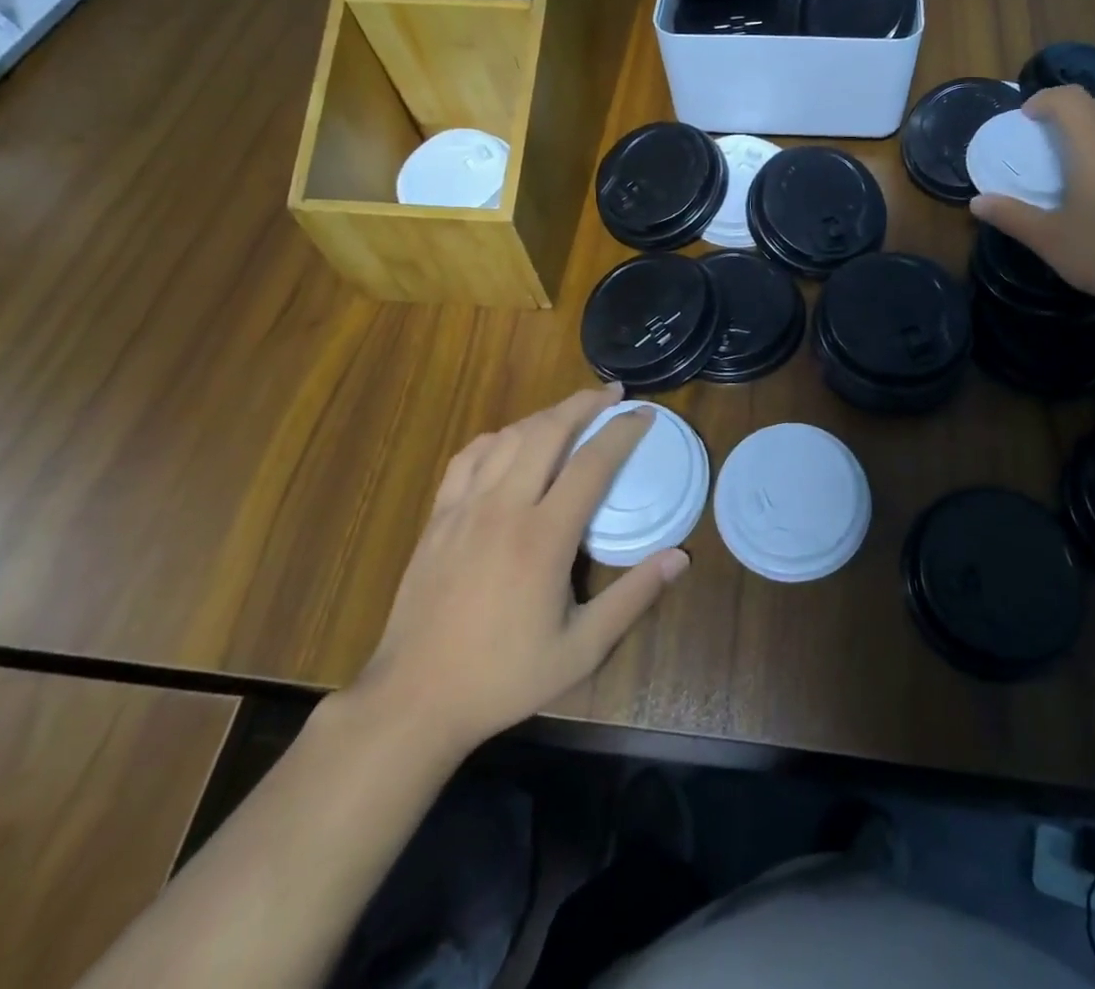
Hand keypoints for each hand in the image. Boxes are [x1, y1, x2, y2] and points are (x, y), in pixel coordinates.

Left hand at [348, 383, 687, 754]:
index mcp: (543, 537)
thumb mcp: (581, 650)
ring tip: (571, 412)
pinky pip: (469, 457)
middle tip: (612, 394)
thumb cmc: (504, 676)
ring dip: (545, 415)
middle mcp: (504, 508)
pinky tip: (510, 441)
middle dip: (584, 404)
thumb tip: (680, 557)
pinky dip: (498, 438)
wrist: (414, 699)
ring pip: (509, 437)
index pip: (593, 463)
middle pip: (548, 432)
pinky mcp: (438, 517)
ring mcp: (464, 508)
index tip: (645, 414)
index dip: (622, 431)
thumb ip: (632, 598)